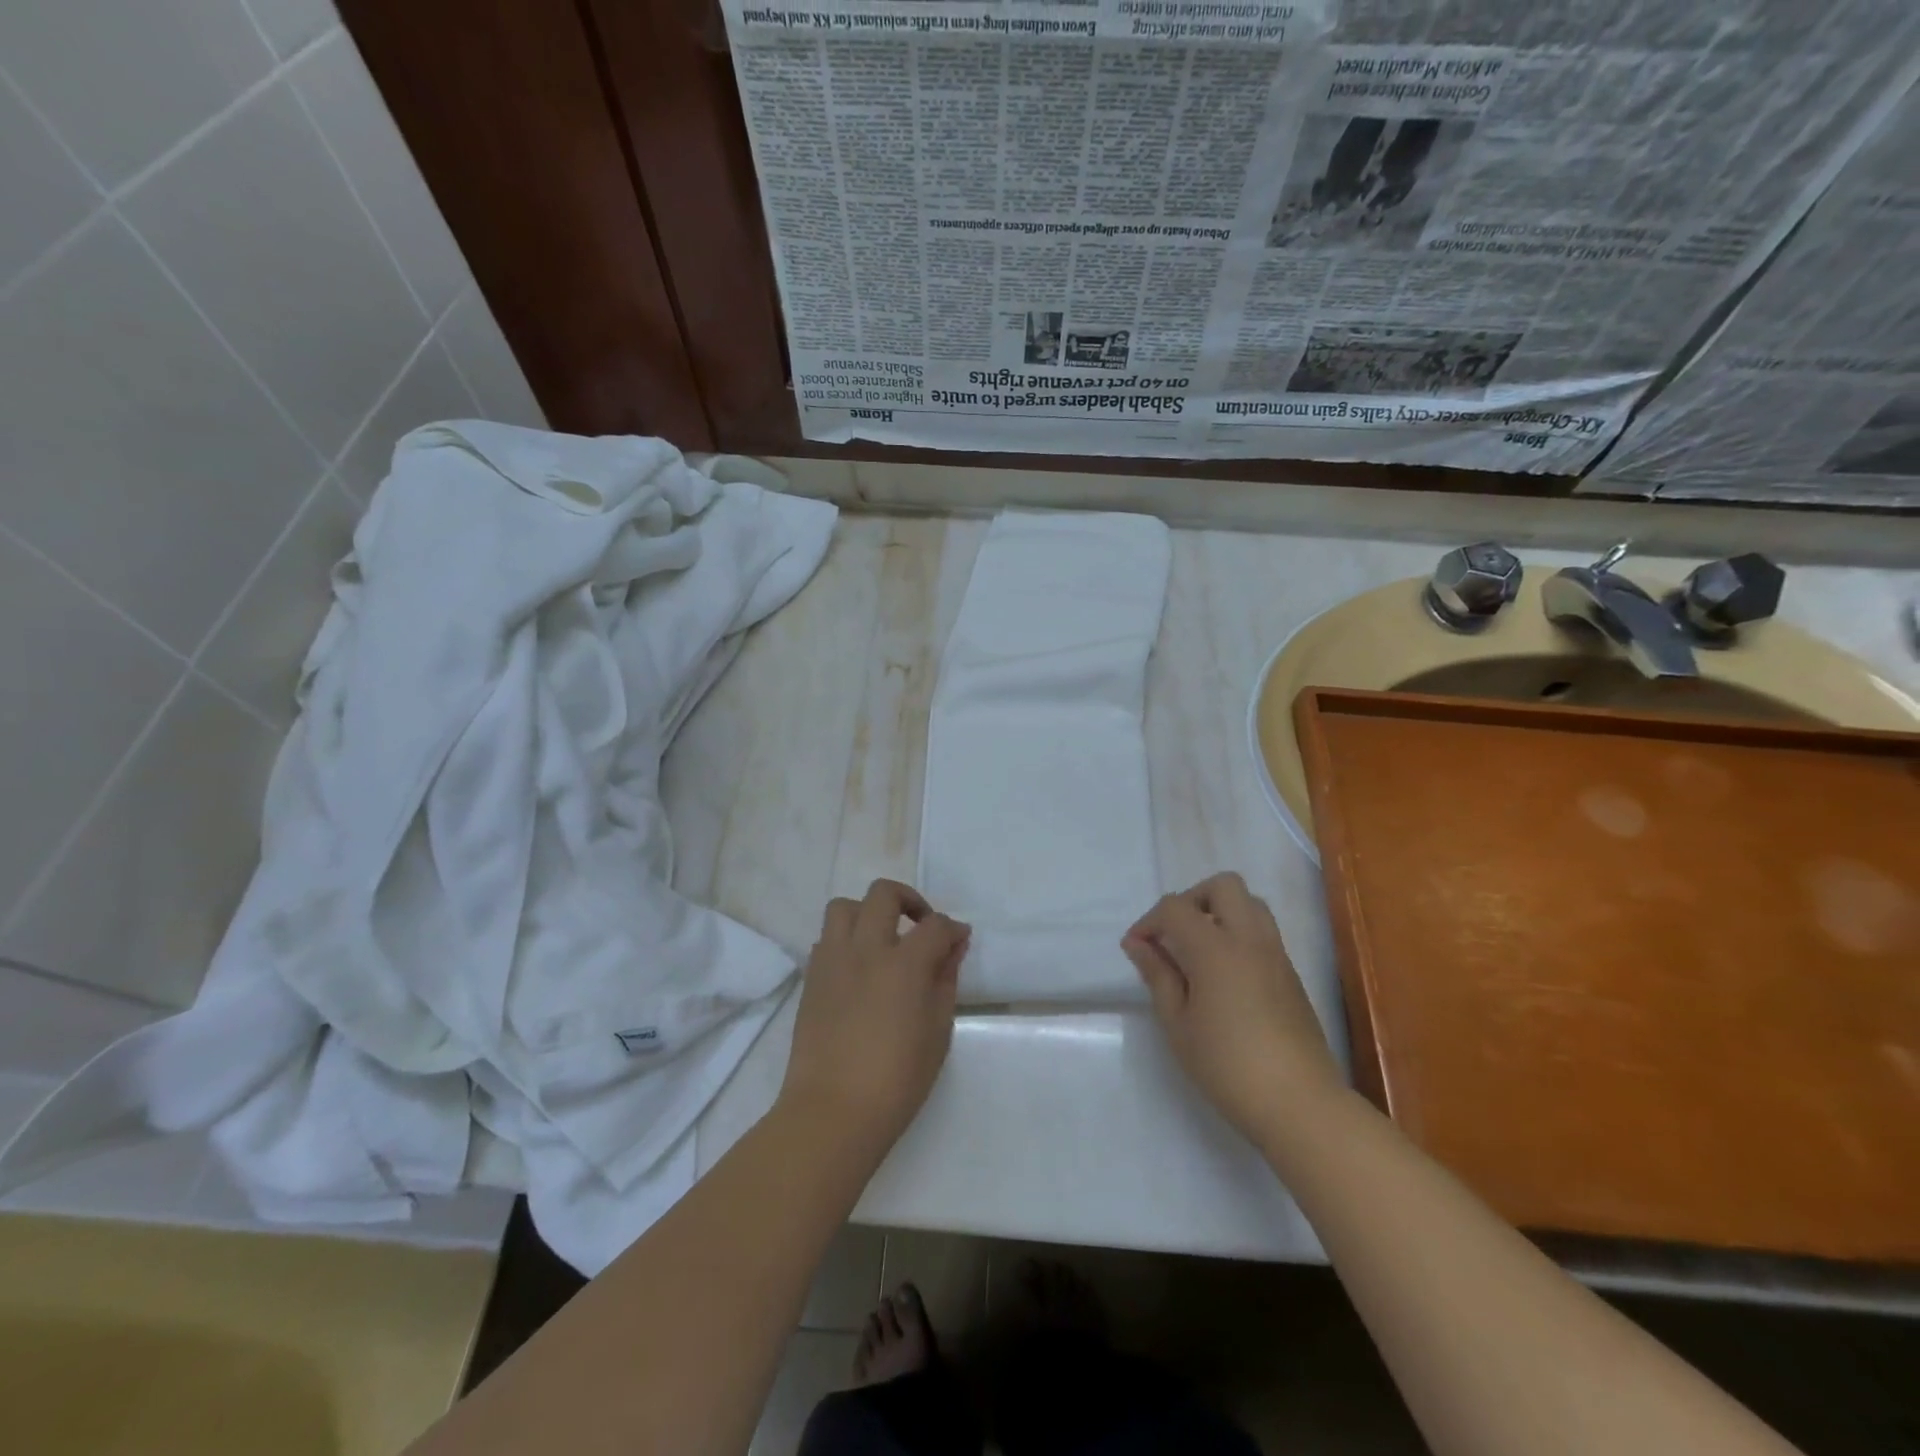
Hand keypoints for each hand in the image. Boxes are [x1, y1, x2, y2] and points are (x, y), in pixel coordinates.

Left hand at [779, 879, 969, 1157]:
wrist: (833, 1111)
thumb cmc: (897, 1079)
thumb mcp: (937, 1032)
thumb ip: (945, 981)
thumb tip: (952, 948)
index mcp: (903, 964)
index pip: (934, 926)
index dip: (952, 929)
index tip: (959, 940)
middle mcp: (865, 949)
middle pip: (884, 894)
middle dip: (909, 899)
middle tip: (921, 926)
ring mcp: (833, 960)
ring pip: (844, 906)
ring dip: (868, 912)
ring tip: (882, 939)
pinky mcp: (811, 977)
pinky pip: (827, 938)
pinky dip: (846, 939)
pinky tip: (859, 967)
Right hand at [1122, 872, 1343, 1140]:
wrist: (1300, 1103)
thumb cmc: (1227, 1066)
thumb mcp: (1178, 1024)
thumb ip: (1158, 975)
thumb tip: (1138, 944)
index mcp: (1216, 948)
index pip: (1175, 907)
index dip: (1149, 921)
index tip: (1136, 948)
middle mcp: (1249, 939)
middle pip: (1223, 886)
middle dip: (1192, 899)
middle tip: (1174, 933)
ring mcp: (1276, 954)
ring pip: (1250, 903)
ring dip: (1220, 911)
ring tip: (1199, 948)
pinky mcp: (1291, 974)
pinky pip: (1263, 931)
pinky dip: (1239, 933)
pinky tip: (1224, 973)